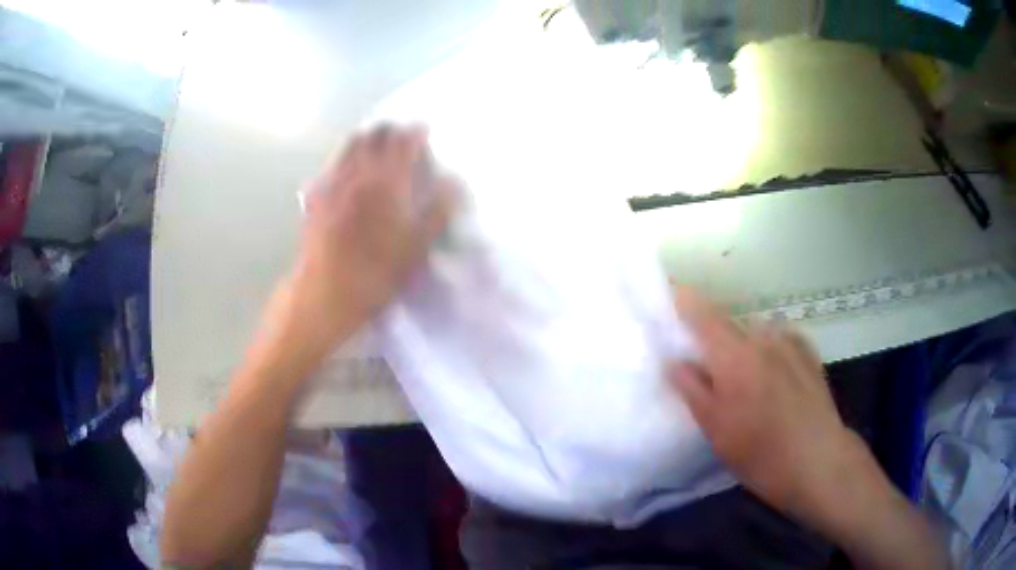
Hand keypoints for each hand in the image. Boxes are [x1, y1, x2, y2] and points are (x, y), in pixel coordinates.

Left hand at [283, 125, 455, 349]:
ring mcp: (332, 184)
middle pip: (373, 136)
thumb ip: (437, 212)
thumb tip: (453, 184)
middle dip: (389, 130)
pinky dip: (340, 160)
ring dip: (364, 139)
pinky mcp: (315, 198)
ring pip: (348, 146)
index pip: (403, 143)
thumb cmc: (375, 275)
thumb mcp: (416, 249)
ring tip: (373, 143)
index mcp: (387, 183)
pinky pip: (328, 167)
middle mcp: (357, 174)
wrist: (325, 295)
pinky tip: (343, 169)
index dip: (415, 133)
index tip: (423, 131)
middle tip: (399, 136)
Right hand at [668, 289, 866, 523]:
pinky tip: (775, 378)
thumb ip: (692, 390)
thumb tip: (673, 361)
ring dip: (744, 348)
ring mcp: (790, 343)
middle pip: (729, 325)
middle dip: (714, 339)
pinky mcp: (809, 353)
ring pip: (756, 335)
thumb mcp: (716, 430)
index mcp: (735, 355)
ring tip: (747, 382)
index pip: (702, 313)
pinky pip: (779, 341)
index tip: (669, 292)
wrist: (818, 460)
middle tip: (709, 370)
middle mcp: (763, 337)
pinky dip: (769, 351)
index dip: (683, 299)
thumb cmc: (760, 452)